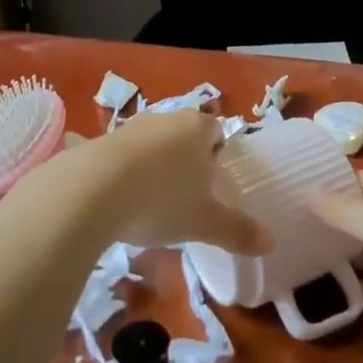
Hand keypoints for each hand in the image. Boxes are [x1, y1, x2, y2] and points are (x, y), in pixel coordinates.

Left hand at [67, 109, 271, 254]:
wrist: (92, 190)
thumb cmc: (162, 199)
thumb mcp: (204, 223)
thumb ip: (238, 231)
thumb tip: (271, 243)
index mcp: (198, 128)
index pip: (217, 132)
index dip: (218, 157)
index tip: (213, 187)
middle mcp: (166, 119)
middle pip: (185, 136)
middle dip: (187, 163)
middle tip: (186, 199)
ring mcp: (131, 127)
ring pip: (153, 144)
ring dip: (154, 167)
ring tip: (151, 203)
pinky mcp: (101, 141)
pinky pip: (121, 156)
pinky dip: (123, 174)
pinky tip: (118, 201)